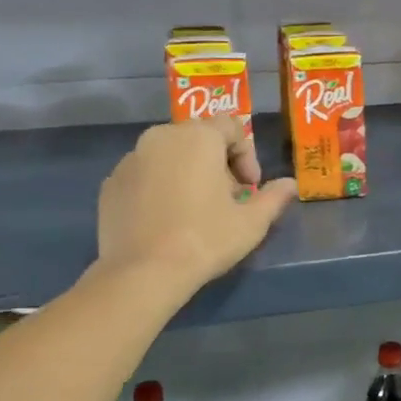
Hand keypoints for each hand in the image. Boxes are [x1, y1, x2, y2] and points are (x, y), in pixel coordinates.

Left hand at [96, 117, 295, 293]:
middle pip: (199, 138)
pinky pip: (145, 174)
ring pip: (169, 155)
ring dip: (188, 173)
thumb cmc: (205, 239)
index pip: (231, 126)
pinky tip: (166, 220)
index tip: (250, 188)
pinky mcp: (110, 183)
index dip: (247, 155)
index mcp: (198, 137)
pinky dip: (159, 187)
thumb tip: (291, 184)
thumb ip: (274, 197)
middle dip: (218, 163)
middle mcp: (161, 137)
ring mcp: (130, 159)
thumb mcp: (252, 222)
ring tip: (196, 210)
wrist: (143, 273)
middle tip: (227, 200)